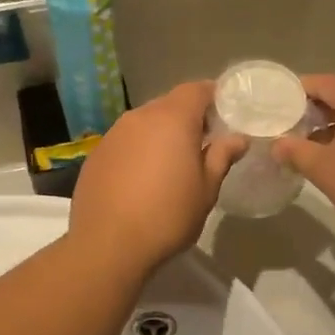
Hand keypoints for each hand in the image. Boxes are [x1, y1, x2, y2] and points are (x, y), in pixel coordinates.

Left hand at [70, 82, 246, 274]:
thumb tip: (238, 138)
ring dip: (161, 134)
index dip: (213, 97)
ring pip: (145, 122)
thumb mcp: (206, 189)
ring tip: (172, 163)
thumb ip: (222, 157)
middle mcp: (140, 117)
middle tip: (204, 143)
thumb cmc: (168, 216)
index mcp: (172, 119)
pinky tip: (142, 179)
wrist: (107, 245)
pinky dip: (139, 150)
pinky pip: (126, 141)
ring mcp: (114, 134)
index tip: (226, 115)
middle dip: (188, 117)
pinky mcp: (97, 154)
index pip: (197, 89)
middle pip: (170, 103)